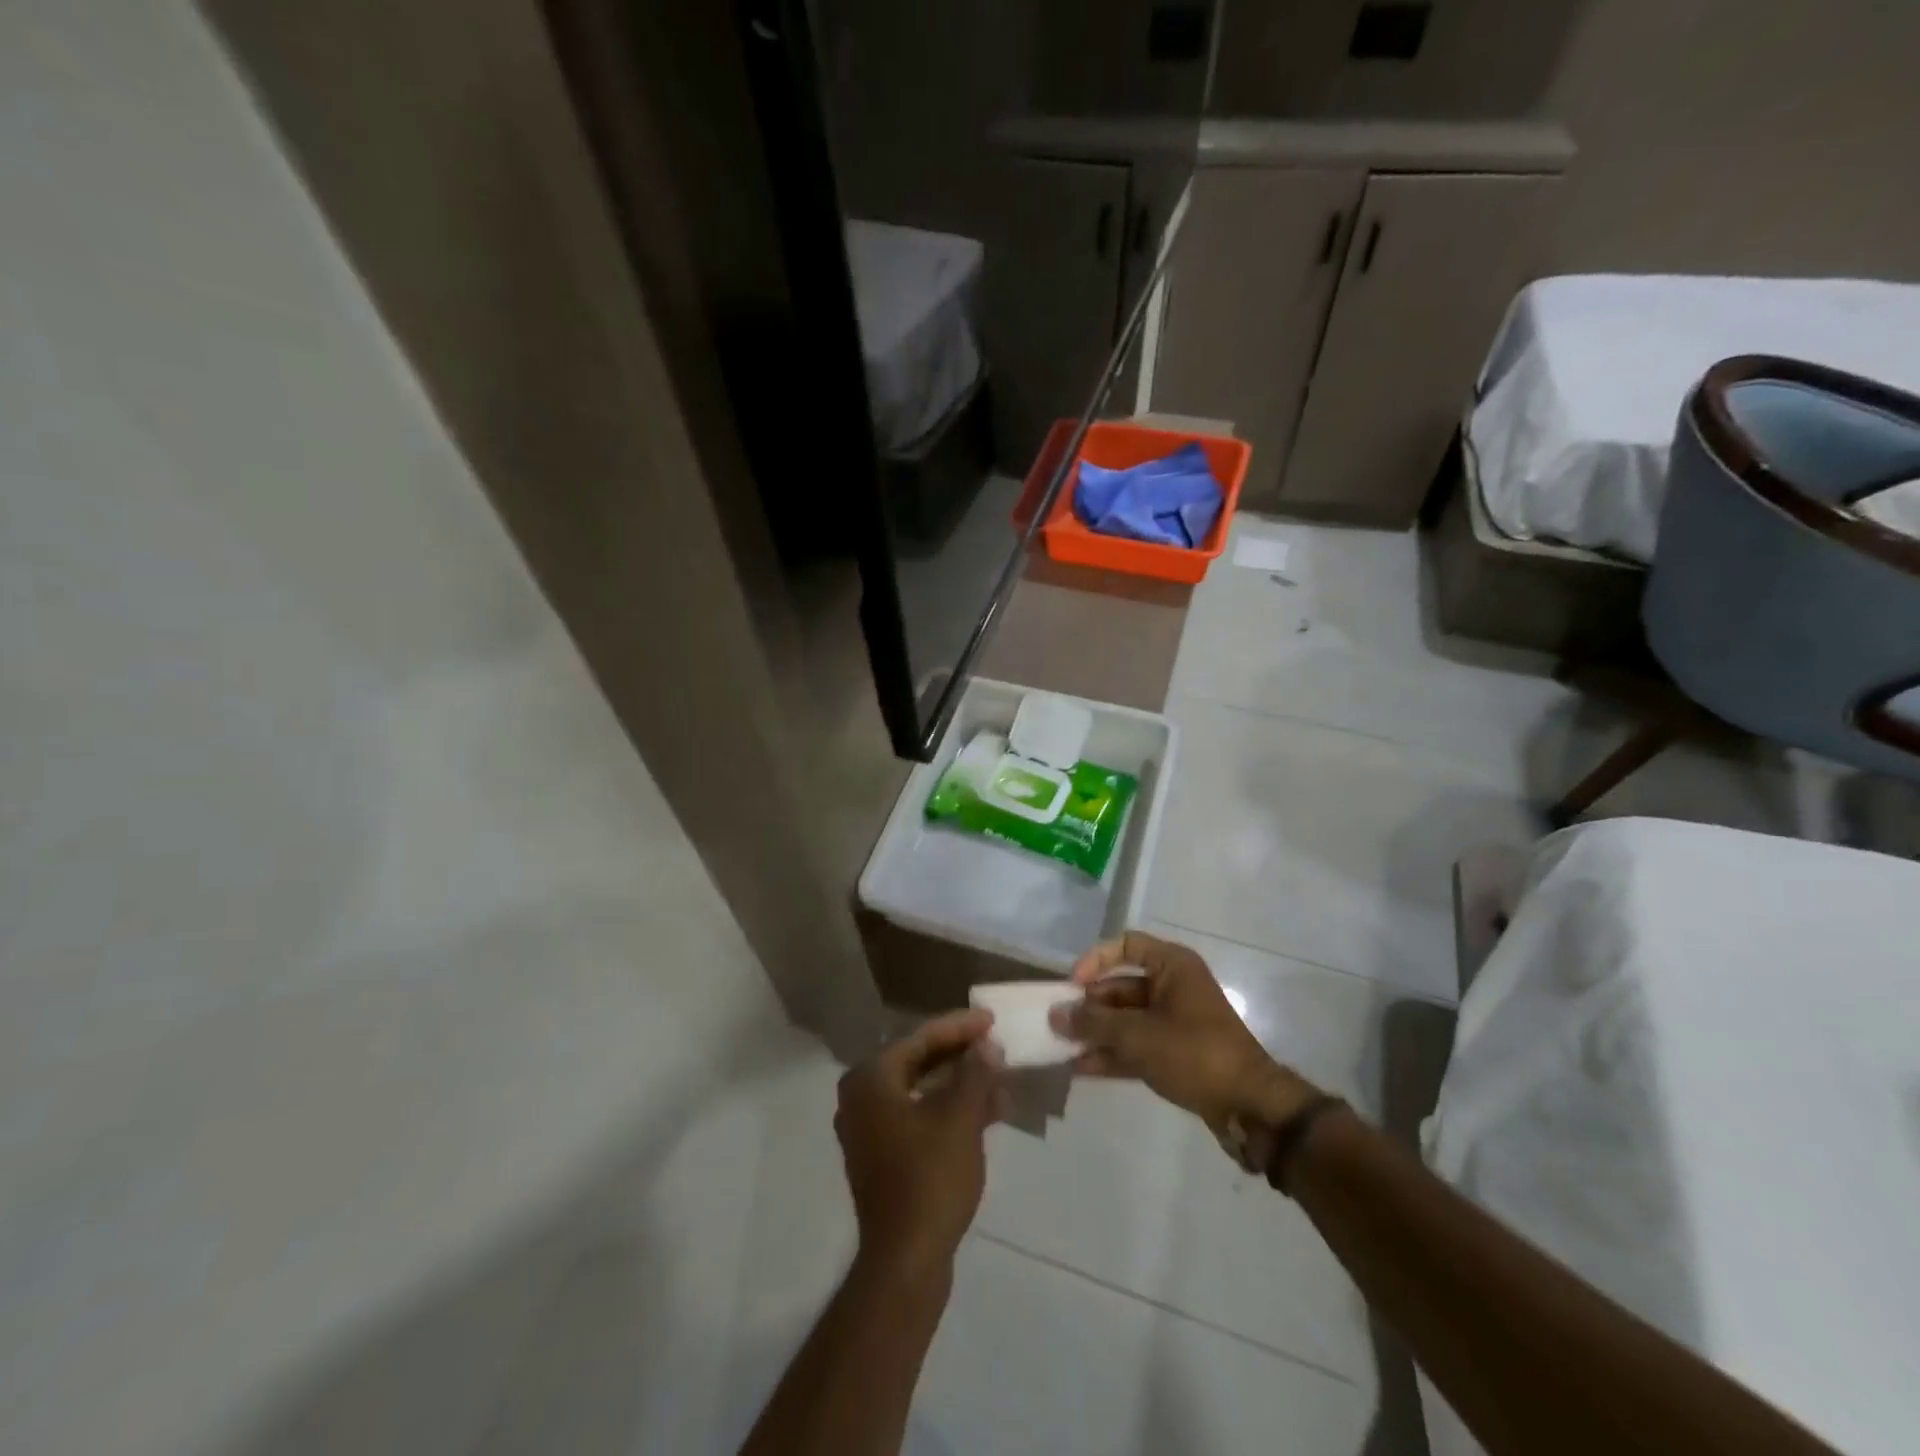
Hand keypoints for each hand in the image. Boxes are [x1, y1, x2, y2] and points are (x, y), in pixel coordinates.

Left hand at [835, 1009, 1006, 1276]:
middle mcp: (862, 1097)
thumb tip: (986, 1046)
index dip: (959, 1027)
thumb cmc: (930, 1178)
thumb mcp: (960, 1118)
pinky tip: (989, 1113)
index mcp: (871, 1079)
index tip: (992, 1020)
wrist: (906, 1262)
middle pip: (919, 1062)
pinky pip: (920, 1118)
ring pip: (922, 1092)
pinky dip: (951, 1112)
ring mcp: (870, 1130)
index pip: (920, 1038)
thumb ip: (975, 1073)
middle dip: (962, 1056)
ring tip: (1001, 1080)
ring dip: (961, 1085)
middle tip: (996, 1046)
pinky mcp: (884, 1158)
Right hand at [1051, 931, 1319, 1134]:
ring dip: (1096, 1033)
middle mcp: (1174, 987)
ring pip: (1126, 1019)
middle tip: (1058, 1024)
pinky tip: (1081, 1069)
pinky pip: (1136, 1046)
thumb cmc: (1194, 1053)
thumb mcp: (1138, 1035)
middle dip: (1089, 1006)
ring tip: (1062, 1049)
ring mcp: (1175, 1022)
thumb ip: (1094, 1023)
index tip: (1073, 984)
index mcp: (1173, 966)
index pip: (1126, 945)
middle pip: (1121, 986)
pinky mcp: (1176, 1054)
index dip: (1096, 960)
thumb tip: (1055, 1014)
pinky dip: (1112, 1054)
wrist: (1250, 1106)